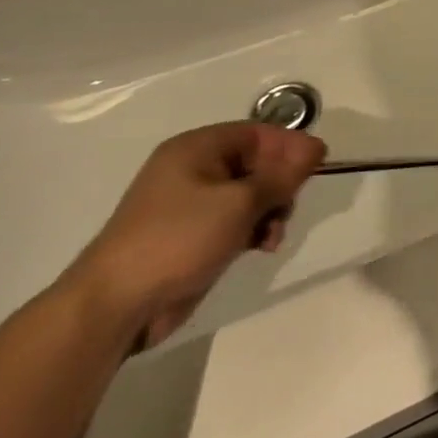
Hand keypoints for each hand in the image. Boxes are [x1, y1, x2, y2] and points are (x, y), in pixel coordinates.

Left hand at [65, 123, 324, 349]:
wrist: (117, 305)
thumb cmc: (178, 239)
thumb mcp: (240, 202)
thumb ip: (283, 174)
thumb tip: (316, 148)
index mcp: (196, 149)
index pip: (258, 133)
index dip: (291, 145)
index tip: (320, 164)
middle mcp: (193, 170)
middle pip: (258, 162)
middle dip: (281, 183)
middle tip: (291, 203)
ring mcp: (192, 204)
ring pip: (253, 193)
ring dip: (272, 210)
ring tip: (273, 233)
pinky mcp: (195, 234)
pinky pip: (238, 219)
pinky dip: (256, 228)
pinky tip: (262, 246)